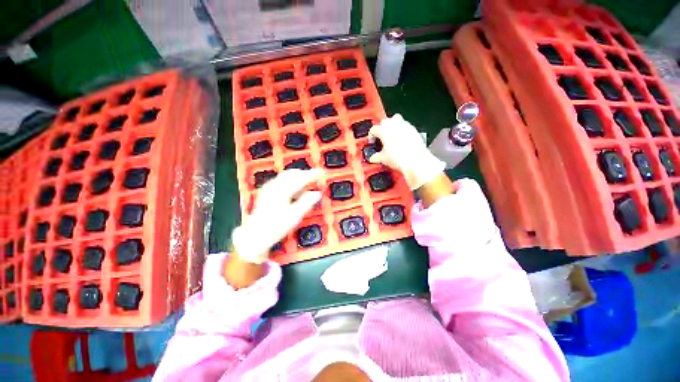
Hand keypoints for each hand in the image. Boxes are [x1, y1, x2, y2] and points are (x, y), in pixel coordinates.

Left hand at [231, 168, 322, 263]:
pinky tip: (292, 188)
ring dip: (296, 177)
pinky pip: (280, 181)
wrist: (257, 234)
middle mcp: (274, 186)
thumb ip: (307, 202)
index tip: (320, 172)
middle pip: (291, 174)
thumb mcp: (295, 215)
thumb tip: (316, 193)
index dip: (312, 175)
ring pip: (285, 176)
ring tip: (304, 182)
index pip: (301, 179)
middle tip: (313, 176)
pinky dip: (289, 181)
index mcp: (282, 191)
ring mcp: (269, 188)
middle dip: (303, 174)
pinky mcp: (266, 192)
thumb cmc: (276, 226)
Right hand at [369, 114, 445, 189]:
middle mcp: (393, 124)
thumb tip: (373, 158)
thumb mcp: (383, 159)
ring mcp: (404, 125)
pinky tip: (401, 140)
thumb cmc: (399, 158)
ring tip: (391, 137)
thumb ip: (375, 156)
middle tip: (380, 139)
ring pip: (396, 120)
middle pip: (384, 122)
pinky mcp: (413, 129)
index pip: (373, 129)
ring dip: (392, 127)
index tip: (372, 142)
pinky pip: (405, 126)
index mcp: (383, 129)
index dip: (371, 136)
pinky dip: (401, 131)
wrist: (416, 160)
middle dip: (381, 129)